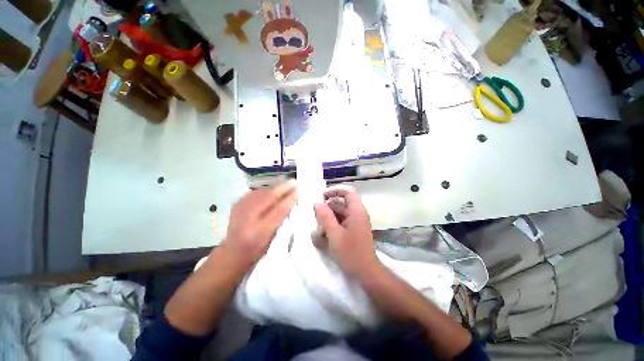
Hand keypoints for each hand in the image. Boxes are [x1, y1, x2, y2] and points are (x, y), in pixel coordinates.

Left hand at [220, 180, 297, 271]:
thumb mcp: (272, 240)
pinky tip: (272, 190)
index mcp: (259, 232)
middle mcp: (248, 219)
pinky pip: (255, 192)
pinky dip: (266, 190)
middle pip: (268, 197)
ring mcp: (240, 209)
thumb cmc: (257, 250)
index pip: (278, 211)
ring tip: (286, 185)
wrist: (232, 252)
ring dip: (275, 187)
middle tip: (294, 182)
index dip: (289, 200)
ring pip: (262, 192)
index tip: (298, 192)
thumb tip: (291, 202)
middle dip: (283, 188)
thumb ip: (281, 222)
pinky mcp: (237, 204)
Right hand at [314, 185, 380, 278]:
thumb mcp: (334, 234)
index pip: (347, 192)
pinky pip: (342, 221)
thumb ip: (325, 217)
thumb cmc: (350, 253)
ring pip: (340, 213)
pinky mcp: (354, 229)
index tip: (322, 196)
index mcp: (356, 211)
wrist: (366, 272)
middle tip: (317, 217)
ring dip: (329, 218)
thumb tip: (317, 203)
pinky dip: (333, 225)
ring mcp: (357, 222)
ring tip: (320, 228)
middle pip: (341, 203)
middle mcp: (358, 214)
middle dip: (328, 209)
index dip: (334, 191)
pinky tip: (326, 234)